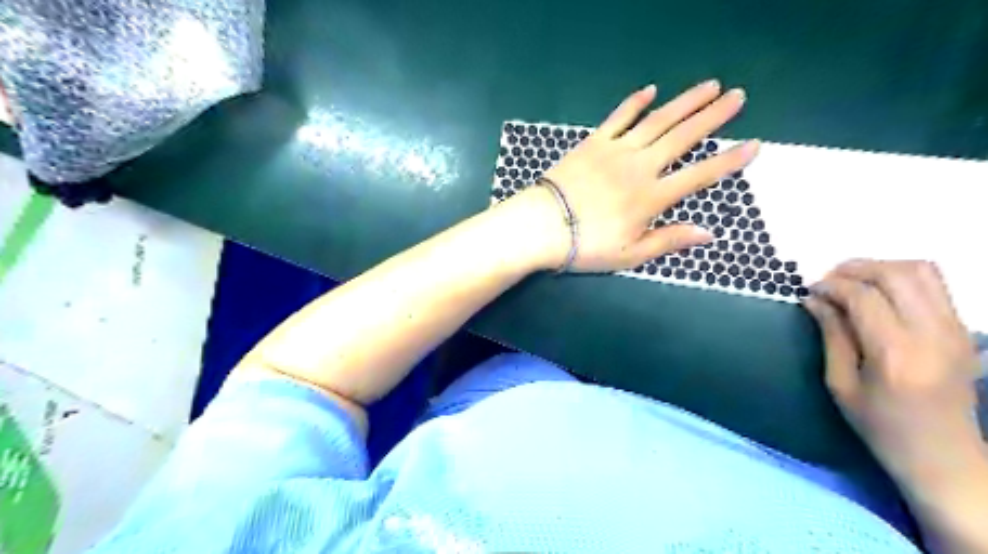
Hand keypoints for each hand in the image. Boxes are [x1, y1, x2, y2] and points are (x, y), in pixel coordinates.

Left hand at [529, 80, 756, 271]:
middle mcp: (640, 167)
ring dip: (684, 102)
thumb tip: (709, 233)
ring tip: (709, 86)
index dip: (729, 161)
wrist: (542, 226)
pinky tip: (650, 90)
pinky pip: (618, 117)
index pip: (699, 175)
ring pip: (657, 121)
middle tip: (737, 96)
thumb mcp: (630, 254)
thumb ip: (668, 240)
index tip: (753, 145)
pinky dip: (634, 103)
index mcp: (651, 197)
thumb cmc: (586, 245)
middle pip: (683, 137)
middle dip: (713, 116)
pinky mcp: (593, 143)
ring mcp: (616, 151)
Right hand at [805, 258, 982, 483]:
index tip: (810, 290)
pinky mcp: (963, 330)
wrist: (944, 455)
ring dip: (881, 268)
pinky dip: (901, 278)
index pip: (864, 297)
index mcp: (896, 355)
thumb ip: (831, 334)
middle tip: (828, 281)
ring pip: (921, 271)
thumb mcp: (840, 383)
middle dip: (855, 269)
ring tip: (852, 282)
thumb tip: (814, 299)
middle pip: (896, 274)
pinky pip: (935, 285)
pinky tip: (878, 294)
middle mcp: (933, 335)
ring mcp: (956, 330)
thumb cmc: (880, 425)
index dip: (832, 286)